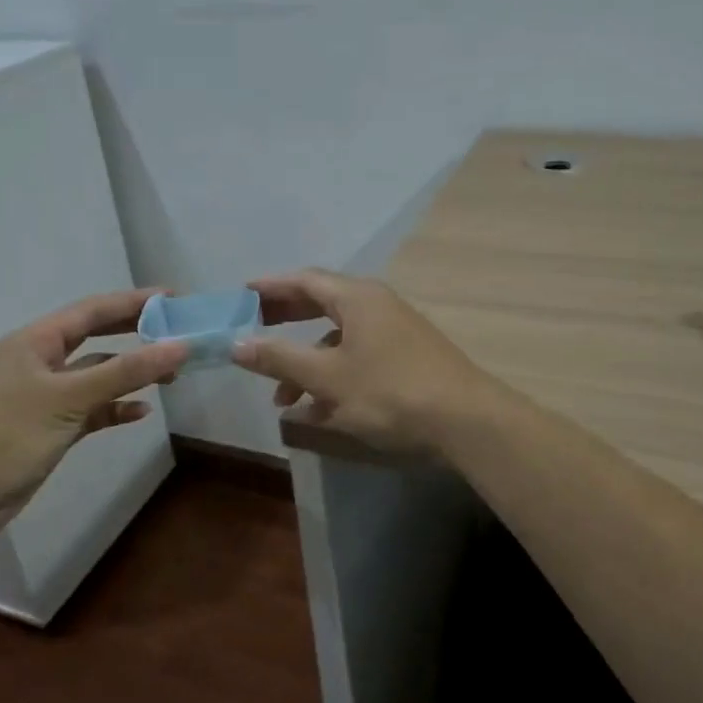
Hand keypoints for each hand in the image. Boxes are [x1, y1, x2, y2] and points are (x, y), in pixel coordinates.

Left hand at [0, 288, 187, 525]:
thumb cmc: (10, 434)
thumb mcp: (70, 398)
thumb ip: (126, 371)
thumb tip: (180, 347)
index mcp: (34, 342)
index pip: (91, 311)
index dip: (133, 302)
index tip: (173, 298)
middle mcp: (38, 362)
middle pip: (94, 338)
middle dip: (134, 334)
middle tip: (175, 332)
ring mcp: (43, 396)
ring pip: (95, 376)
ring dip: (129, 374)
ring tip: (170, 376)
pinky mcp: (49, 427)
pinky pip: (90, 408)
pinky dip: (114, 408)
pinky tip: (140, 412)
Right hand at [232, 269, 494, 453]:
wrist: (466, 421)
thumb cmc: (390, 391)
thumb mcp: (327, 378)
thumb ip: (280, 359)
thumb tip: (236, 343)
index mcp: (356, 298)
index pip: (305, 281)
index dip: (270, 287)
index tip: (241, 295)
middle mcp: (376, 306)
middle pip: (321, 305)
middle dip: (285, 322)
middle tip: (253, 334)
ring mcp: (395, 332)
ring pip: (338, 340)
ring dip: (307, 363)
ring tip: (282, 399)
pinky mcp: (406, 359)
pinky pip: (358, 359)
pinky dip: (333, 377)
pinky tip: (318, 412)